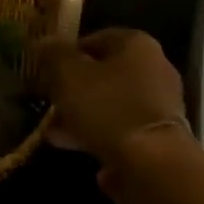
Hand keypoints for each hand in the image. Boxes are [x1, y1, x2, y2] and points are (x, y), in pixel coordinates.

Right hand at [36, 28, 187, 165]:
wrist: (154, 165)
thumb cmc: (108, 108)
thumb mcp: (69, 76)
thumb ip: (54, 55)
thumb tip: (42, 42)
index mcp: (136, 44)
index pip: (96, 38)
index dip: (67, 53)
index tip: (45, 71)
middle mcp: (155, 68)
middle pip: (105, 74)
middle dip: (74, 90)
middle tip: (49, 103)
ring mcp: (161, 105)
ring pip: (112, 105)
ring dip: (84, 117)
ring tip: (56, 134)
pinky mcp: (161, 137)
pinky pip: (123, 131)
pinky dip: (102, 138)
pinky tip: (76, 150)